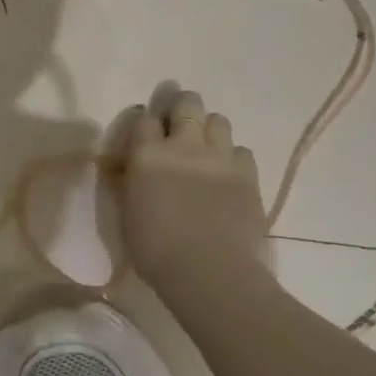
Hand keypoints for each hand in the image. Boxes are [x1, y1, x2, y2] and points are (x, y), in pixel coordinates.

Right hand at [116, 89, 266, 294]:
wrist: (209, 271)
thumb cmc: (155, 250)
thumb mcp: (127, 214)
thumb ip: (130, 182)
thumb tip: (130, 169)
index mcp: (147, 155)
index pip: (144, 119)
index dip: (146, 124)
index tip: (147, 136)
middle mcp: (184, 145)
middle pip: (186, 103)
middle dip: (181, 107)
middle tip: (179, 124)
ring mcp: (219, 157)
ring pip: (218, 120)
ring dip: (209, 129)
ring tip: (205, 148)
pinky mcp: (248, 173)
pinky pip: (241, 150)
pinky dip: (232, 157)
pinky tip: (227, 174)